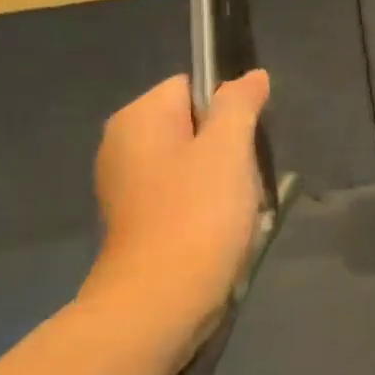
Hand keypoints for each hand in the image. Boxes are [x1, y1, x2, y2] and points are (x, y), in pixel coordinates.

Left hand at [78, 71, 270, 359]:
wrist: (162, 299)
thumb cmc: (198, 214)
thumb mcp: (229, 149)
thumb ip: (239, 105)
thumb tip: (251, 76)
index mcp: (137, 119)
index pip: (191, 86)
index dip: (228, 106)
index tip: (248, 139)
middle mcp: (123, 144)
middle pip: (193, 123)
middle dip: (228, 144)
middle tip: (246, 174)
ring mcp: (127, 185)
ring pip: (192, 161)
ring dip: (223, 177)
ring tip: (239, 204)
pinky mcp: (138, 219)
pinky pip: (183, 193)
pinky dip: (208, 204)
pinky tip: (224, 226)